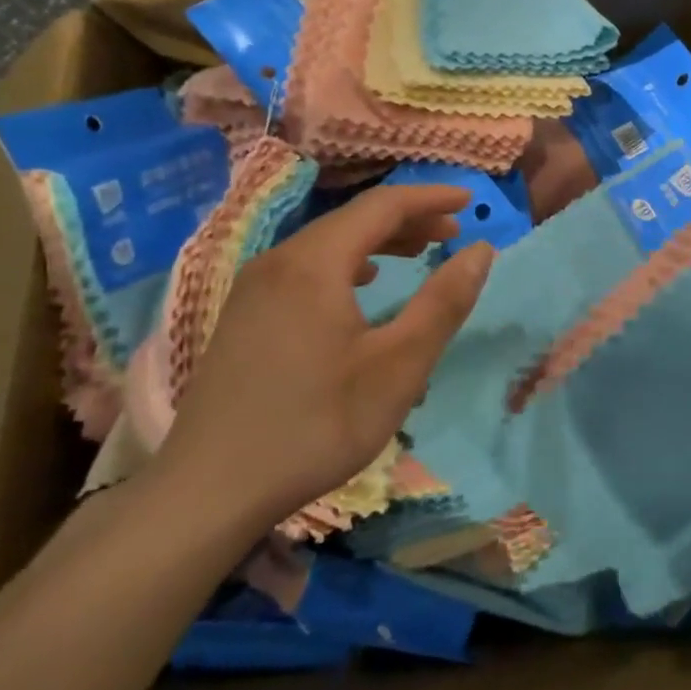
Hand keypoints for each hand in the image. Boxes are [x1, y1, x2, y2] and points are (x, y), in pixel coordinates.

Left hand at [156, 184, 494, 534]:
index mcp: (314, 263)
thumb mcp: (397, 366)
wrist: (208, 491)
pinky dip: (346, 263)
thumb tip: (482, 251)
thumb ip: (443, 303)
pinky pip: (305, 267)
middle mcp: (278, 261)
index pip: (381, 206)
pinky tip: (361, 285)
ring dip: (378, 241)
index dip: (430, 198)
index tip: (470, 201)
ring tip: (418, 253)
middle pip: (352, 220)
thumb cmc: (316, 424)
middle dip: (407, 219)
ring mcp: (254, 288)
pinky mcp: (244, 314)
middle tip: (452, 233)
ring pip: (327, 244)